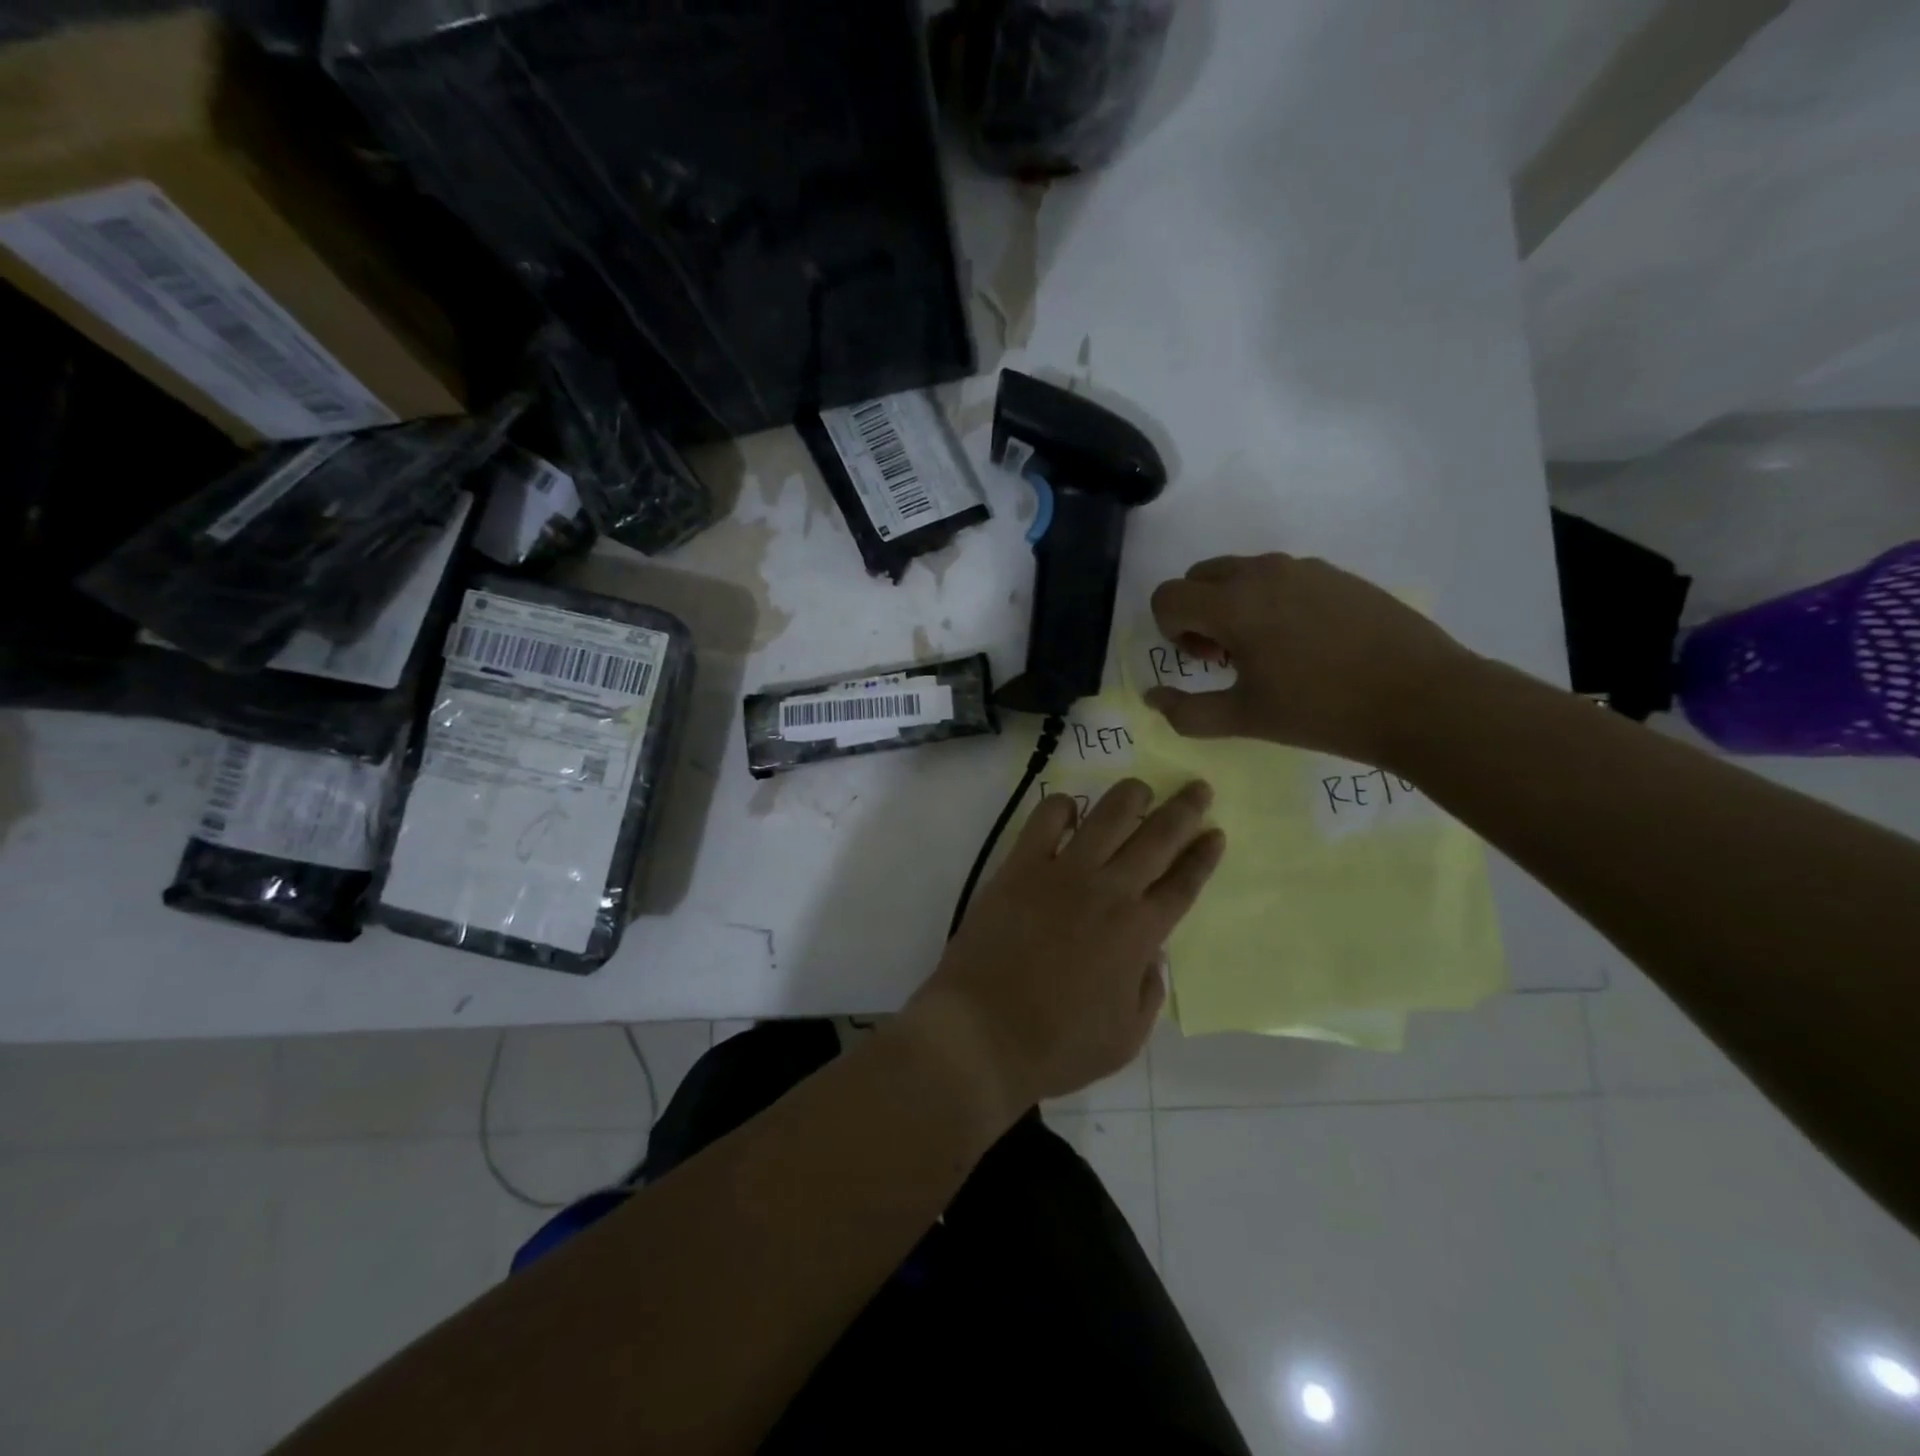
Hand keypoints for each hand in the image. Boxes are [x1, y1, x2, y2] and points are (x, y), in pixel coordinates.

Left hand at [909, 780, 1225, 1113]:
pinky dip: (1062, 807)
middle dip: (1183, 810)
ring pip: (1107, 816)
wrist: (982, 1033)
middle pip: (1156, 837)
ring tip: (1140, 788)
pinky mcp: (1020, 866)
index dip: (1203, 856)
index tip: (1216, 832)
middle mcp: (1108, 892)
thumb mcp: (1125, 1038)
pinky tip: (1070, 809)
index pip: (1183, 883)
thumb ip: (1148, 991)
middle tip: (1197, 788)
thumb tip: (1150, 955)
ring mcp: (1062, 873)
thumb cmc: (1056, 1046)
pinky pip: (1045, 820)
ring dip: (1130, 796)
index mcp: (1139, 933)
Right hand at [1145, 553, 1471, 765]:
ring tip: (1269, 652)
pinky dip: (1271, 601)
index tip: (1203, 662)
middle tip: (1226, 656)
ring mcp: (1304, 568)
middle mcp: (1262, 572)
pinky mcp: (1337, 574)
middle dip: (1197, 613)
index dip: (1170, 631)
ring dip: (1233, 605)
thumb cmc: (1322, 711)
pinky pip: (1280, 577)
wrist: (1422, 698)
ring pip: (1241, 573)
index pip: (1167, 597)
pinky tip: (1307, 643)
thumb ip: (1186, 711)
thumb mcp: (1244, 720)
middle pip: (1199, 576)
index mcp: (1233, 604)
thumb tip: (1153, 697)